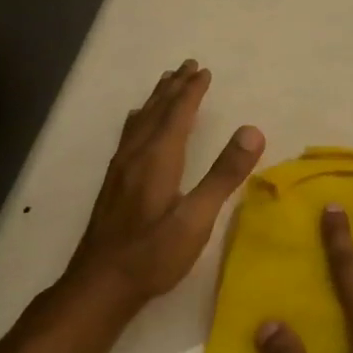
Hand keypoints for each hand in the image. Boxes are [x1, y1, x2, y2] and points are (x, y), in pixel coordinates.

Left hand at [67, 59, 264, 309]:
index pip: (177, 115)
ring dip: (155, 100)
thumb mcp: (196, 218)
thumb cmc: (153, 254)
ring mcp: (120, 171)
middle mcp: (136, 157)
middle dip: (173, 88)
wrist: (99, 287)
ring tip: (165, 83)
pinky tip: (135, 124)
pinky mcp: (113, 186)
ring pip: (139, 123)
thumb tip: (252, 130)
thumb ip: (224, 174)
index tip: (204, 70)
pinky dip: (139, 119)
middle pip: (156, 112)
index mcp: (158, 160)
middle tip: (187, 65)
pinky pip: (128, 136)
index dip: (191, 92)